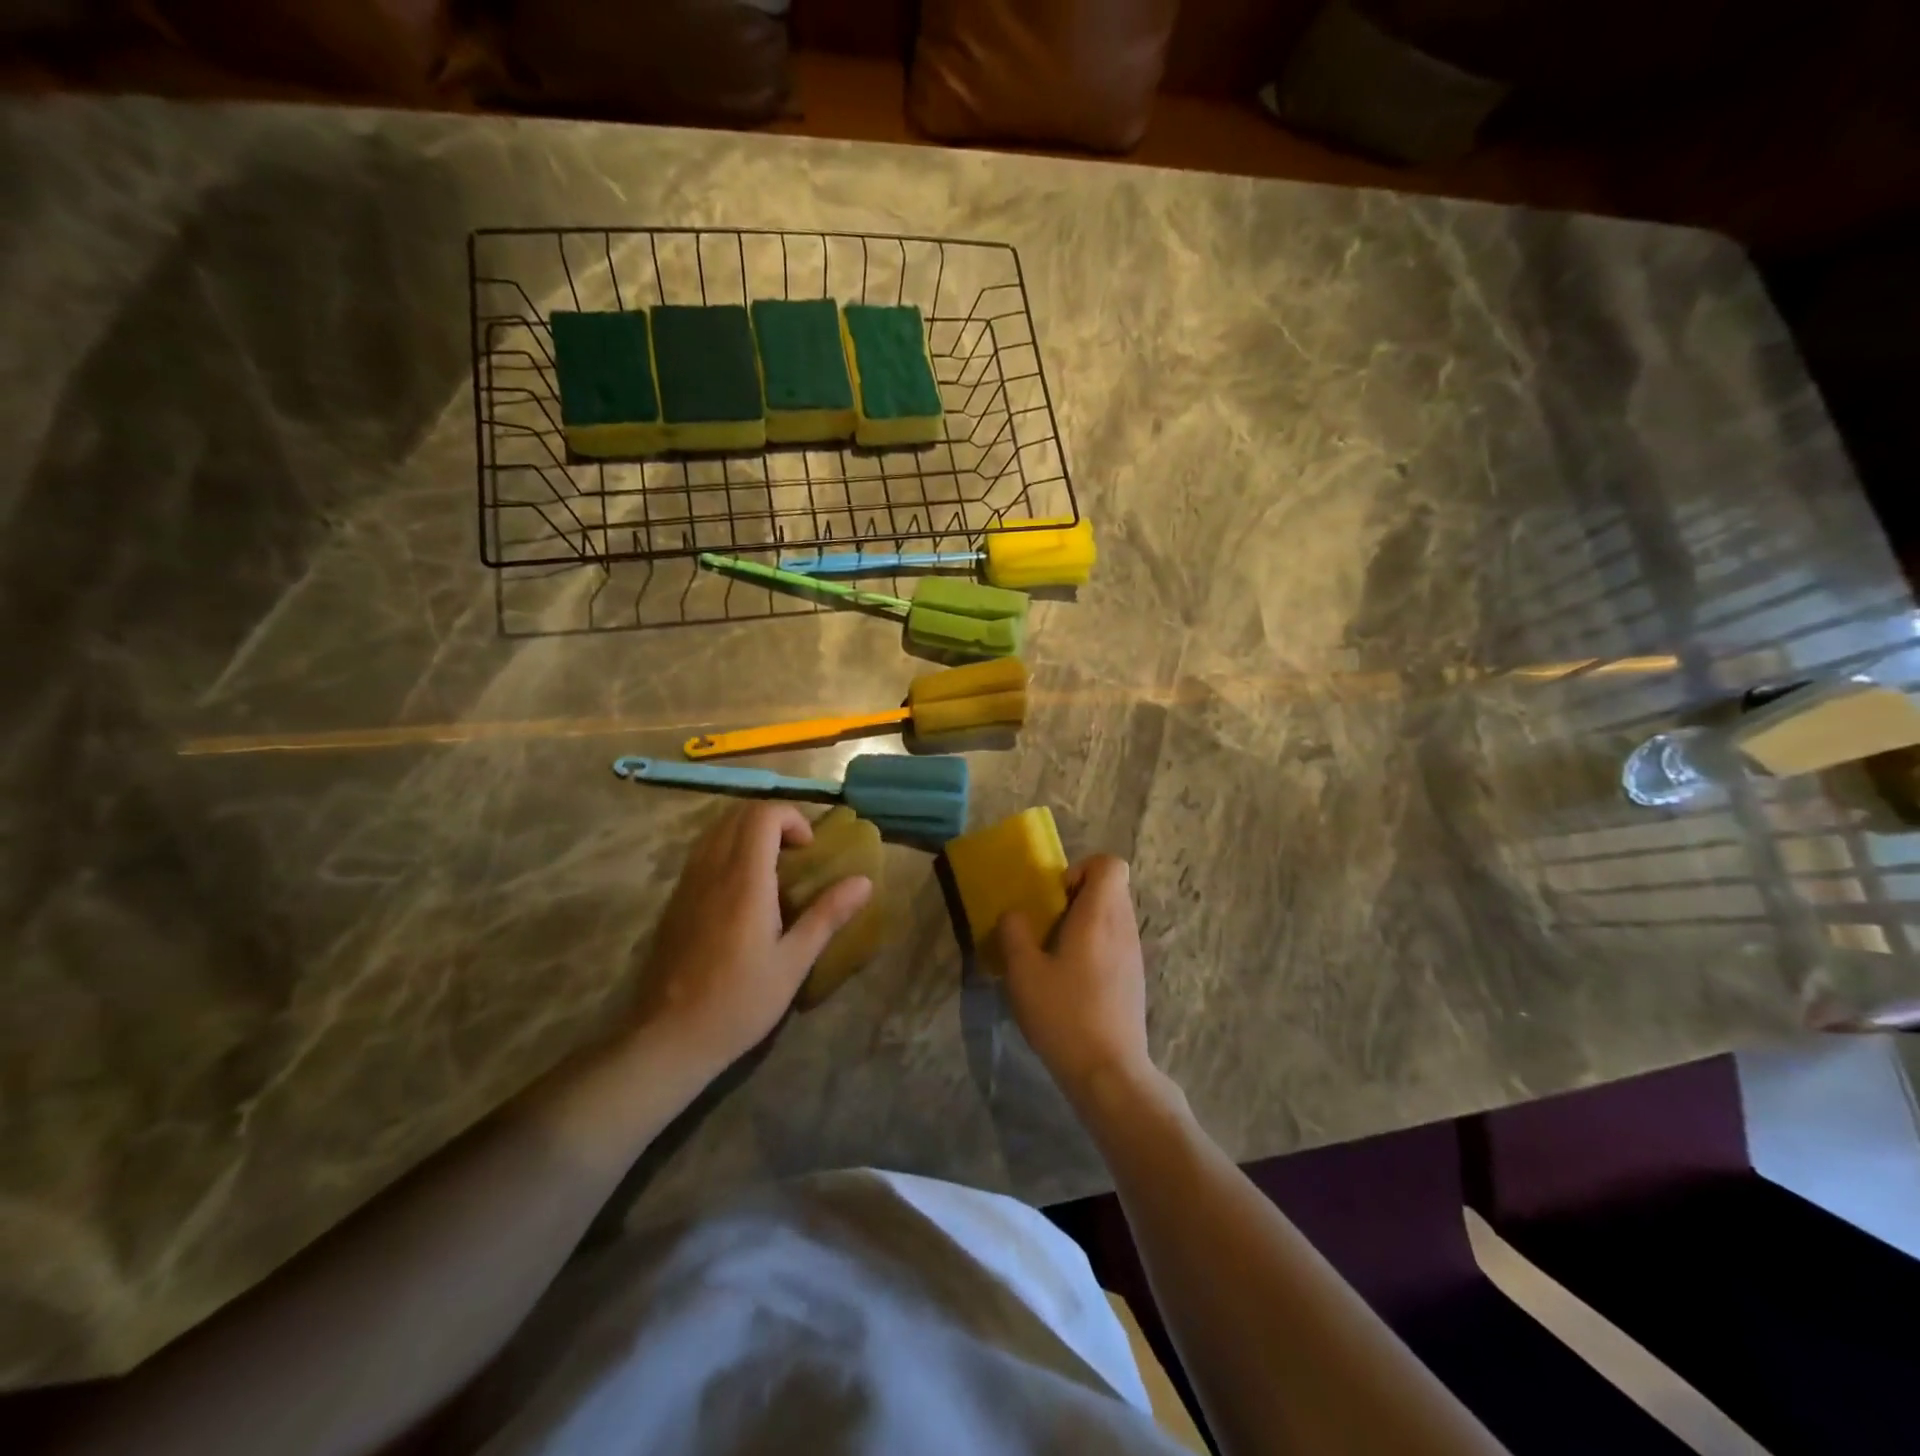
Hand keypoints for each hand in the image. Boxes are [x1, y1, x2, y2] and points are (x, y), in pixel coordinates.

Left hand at [637, 803, 871, 1073]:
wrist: (669, 1037)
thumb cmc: (740, 1001)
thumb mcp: (793, 962)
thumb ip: (827, 915)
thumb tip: (864, 881)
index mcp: (745, 880)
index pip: (763, 815)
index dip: (791, 818)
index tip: (808, 849)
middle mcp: (712, 870)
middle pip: (738, 813)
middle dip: (772, 819)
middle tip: (795, 851)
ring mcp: (687, 883)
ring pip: (716, 829)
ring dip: (747, 831)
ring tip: (771, 864)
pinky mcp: (674, 900)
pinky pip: (701, 852)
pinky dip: (726, 848)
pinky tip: (741, 888)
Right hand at [994, 855, 1152, 1104]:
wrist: (1109, 1072)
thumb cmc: (1064, 1015)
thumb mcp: (1024, 972)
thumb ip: (1015, 932)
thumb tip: (1015, 914)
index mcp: (1100, 916)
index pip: (1110, 864)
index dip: (1081, 868)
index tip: (1056, 896)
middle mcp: (1123, 927)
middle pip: (1110, 887)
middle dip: (1077, 895)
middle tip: (1047, 923)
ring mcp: (1133, 954)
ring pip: (1113, 915)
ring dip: (1084, 922)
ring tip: (1054, 953)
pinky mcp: (1133, 978)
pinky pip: (1115, 941)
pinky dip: (1094, 945)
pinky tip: (1071, 980)